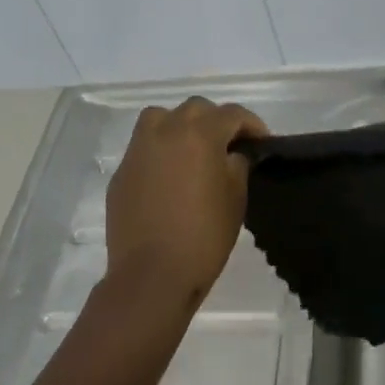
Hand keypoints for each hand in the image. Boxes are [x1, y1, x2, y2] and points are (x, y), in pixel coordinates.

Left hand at [102, 96, 268, 314]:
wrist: (152, 274)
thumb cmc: (204, 236)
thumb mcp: (236, 198)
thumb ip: (238, 165)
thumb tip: (233, 154)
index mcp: (199, 134)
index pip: (232, 114)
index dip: (252, 125)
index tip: (262, 142)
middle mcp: (165, 131)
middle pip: (196, 109)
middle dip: (217, 122)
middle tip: (230, 146)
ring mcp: (138, 150)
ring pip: (161, 118)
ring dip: (181, 126)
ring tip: (194, 151)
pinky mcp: (122, 173)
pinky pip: (144, 148)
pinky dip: (160, 152)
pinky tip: (170, 178)